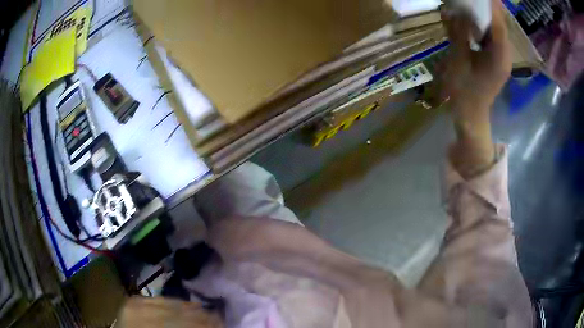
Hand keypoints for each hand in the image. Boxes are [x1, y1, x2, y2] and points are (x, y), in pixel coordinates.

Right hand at [441, 0, 511, 177]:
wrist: (471, 116)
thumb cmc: (464, 92)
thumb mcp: (459, 61)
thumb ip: (459, 34)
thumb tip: (456, 12)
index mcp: (499, 58)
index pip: (499, 26)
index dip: (493, 7)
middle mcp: (505, 57)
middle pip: (501, 27)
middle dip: (491, 9)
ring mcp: (502, 60)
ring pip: (498, 32)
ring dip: (488, 17)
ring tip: (476, 4)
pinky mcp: (497, 61)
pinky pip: (493, 39)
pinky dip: (485, 27)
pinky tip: (475, 20)